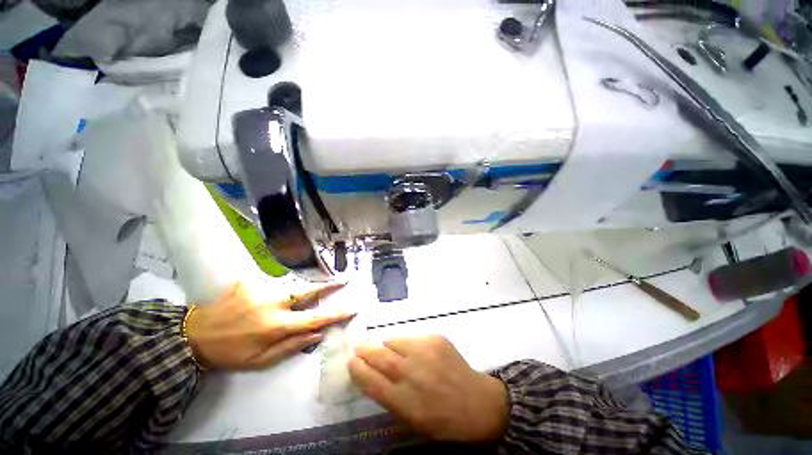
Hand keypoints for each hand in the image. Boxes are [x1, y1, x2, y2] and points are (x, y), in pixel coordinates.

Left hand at [186, 282, 352, 369]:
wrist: (194, 336)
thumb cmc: (231, 353)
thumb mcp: (260, 361)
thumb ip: (291, 347)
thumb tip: (317, 334)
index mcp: (277, 325)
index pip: (315, 317)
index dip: (336, 313)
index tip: (352, 307)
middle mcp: (273, 303)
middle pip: (309, 291)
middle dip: (329, 285)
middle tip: (345, 279)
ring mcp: (262, 289)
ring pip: (294, 285)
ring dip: (305, 288)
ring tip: (314, 288)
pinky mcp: (251, 281)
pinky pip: (275, 283)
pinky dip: (282, 289)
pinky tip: (275, 296)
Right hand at [349, 335, 508, 442]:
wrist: (477, 403)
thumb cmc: (442, 420)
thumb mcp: (410, 420)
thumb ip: (388, 396)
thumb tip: (371, 374)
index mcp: (403, 400)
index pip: (369, 379)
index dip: (357, 368)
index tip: (350, 361)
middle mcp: (411, 372)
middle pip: (378, 355)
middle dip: (364, 349)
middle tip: (358, 345)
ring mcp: (424, 351)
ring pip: (393, 340)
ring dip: (387, 345)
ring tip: (391, 351)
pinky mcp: (435, 338)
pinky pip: (411, 337)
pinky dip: (407, 343)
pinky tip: (415, 352)